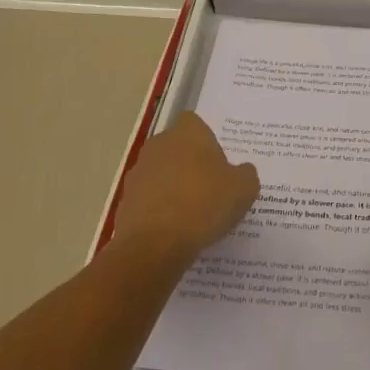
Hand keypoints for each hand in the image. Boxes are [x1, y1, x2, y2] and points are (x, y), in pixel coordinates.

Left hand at [112, 111, 258, 263]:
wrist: (154, 246)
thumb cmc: (204, 204)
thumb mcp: (244, 189)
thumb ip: (245, 174)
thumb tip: (241, 172)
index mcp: (187, 132)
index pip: (196, 124)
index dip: (208, 142)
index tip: (219, 164)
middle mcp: (159, 144)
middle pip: (177, 148)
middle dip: (190, 165)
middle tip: (210, 189)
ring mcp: (138, 173)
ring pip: (161, 175)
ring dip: (172, 188)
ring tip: (192, 215)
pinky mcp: (124, 202)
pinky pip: (148, 201)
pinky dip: (159, 212)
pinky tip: (174, 232)